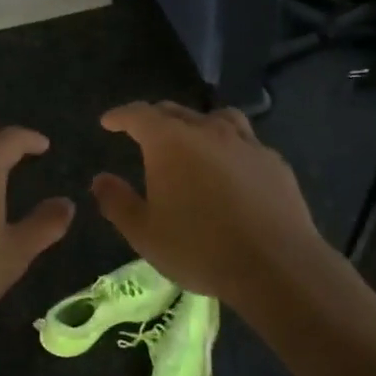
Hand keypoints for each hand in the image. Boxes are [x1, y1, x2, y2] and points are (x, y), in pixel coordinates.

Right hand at [91, 102, 330, 303]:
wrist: (275, 264)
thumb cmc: (199, 248)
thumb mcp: (145, 233)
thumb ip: (118, 202)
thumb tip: (100, 179)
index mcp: (169, 141)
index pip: (138, 114)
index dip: (120, 116)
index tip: (109, 121)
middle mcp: (207, 130)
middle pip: (175, 111)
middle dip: (155, 119)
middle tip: (143, 133)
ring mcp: (245, 142)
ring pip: (216, 118)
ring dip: (197, 124)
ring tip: (192, 140)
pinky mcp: (273, 160)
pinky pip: (245, 142)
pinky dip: (229, 146)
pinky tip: (231, 168)